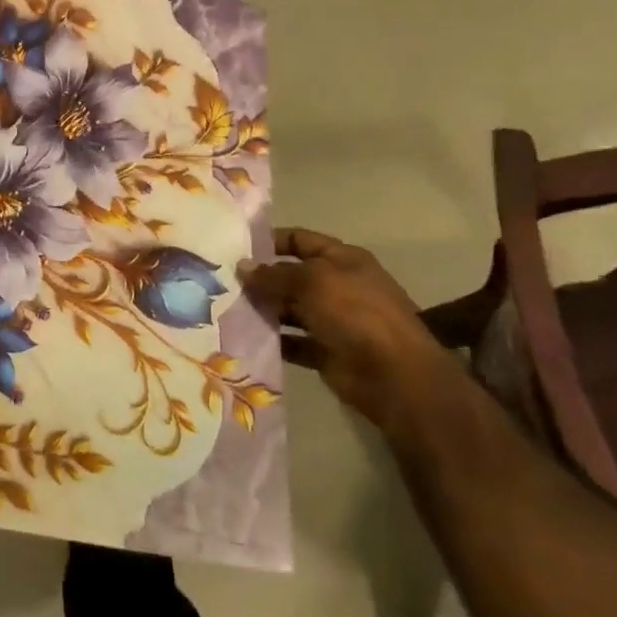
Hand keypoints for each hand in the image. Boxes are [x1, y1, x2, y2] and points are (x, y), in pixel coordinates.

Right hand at [242, 228, 452, 434]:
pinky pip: (293, 341)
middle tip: (221, 282)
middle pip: (291, 276)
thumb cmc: (355, 313)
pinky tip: (244, 338)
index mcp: (343, 260)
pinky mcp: (326, 352)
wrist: (395, 376)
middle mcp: (338, 286)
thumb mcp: (312, 282)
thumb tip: (242, 267)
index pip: (300, 240)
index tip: (235, 247)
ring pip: (289, 310)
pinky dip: (273, 340)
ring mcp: (334, 320)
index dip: (270, 241)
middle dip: (260, 278)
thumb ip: (273, 274)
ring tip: (225, 309)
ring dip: (263, 310)